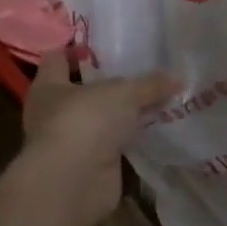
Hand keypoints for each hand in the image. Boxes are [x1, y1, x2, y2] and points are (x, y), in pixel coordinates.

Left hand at [13, 52, 179, 225]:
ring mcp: (72, 141)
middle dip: (109, 82)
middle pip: (83, 90)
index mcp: (49, 86)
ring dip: (123, 114)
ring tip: (157, 97)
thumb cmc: (86, 120)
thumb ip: (150, 85)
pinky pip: (115, 144)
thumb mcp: (124, 93)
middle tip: (142, 69)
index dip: (78, 50)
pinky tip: (157, 128)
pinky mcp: (90, 165)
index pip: (57, 58)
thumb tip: (177, 79)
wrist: (74, 182)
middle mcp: (55, 112)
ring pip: (101, 119)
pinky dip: (132, 139)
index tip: (105, 44)